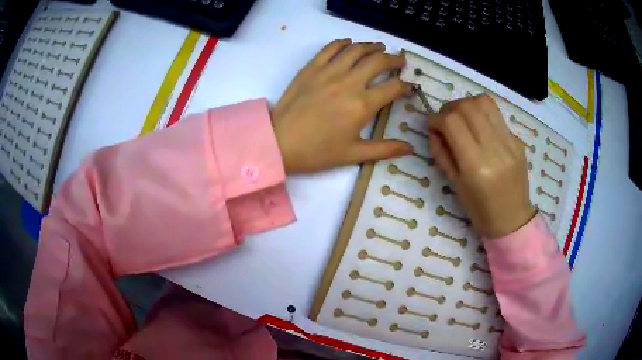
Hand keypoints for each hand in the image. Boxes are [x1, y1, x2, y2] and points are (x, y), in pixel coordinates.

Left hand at [271, 39, 413, 173]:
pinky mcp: (311, 68)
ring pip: (356, 50)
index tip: (409, 87)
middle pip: (378, 62)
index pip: (393, 88)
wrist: (279, 142)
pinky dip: (343, 43)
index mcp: (362, 105)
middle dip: (394, 60)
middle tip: (400, 62)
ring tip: (380, 47)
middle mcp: (349, 82)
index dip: (406, 86)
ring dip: (372, 46)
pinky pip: (330, 48)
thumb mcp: (353, 154)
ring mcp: (329, 72)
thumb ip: (385, 149)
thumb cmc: (317, 152)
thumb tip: (411, 148)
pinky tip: (349, 44)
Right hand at [427, 95, 536, 238]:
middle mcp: (495, 149)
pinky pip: (496, 115)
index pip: (452, 122)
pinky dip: (482, 113)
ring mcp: (509, 142)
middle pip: (468, 106)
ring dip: (467, 104)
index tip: (432, 125)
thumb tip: (433, 130)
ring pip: (484, 102)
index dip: (436, 118)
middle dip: (450, 107)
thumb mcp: (455, 185)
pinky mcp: (517, 140)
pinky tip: (479, 127)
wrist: (512, 219)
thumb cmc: (480, 210)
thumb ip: (442, 153)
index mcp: (476, 166)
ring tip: (462, 117)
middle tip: (445, 120)